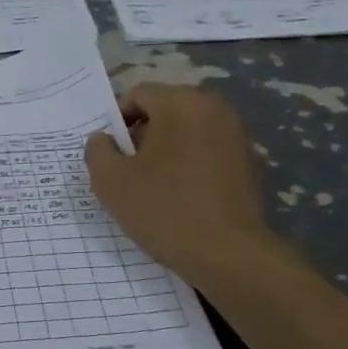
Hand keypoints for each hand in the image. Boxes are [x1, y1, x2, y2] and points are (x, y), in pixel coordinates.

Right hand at [85, 83, 291, 282]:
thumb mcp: (110, 181)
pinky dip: (192, 165)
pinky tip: (183, 197)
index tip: (109, 153)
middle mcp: (214, 108)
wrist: (228, 254)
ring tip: (154, 186)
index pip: (138, 94)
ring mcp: (237, 135)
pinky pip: (209, 152)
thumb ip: (97, 150)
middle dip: (143, 134)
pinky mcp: (250, 163)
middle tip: (128, 170)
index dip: (117, 120)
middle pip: (166, 110)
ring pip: (189, 131)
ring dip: (168, 150)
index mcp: (181, 103)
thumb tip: (103, 139)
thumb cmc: (164, 210)